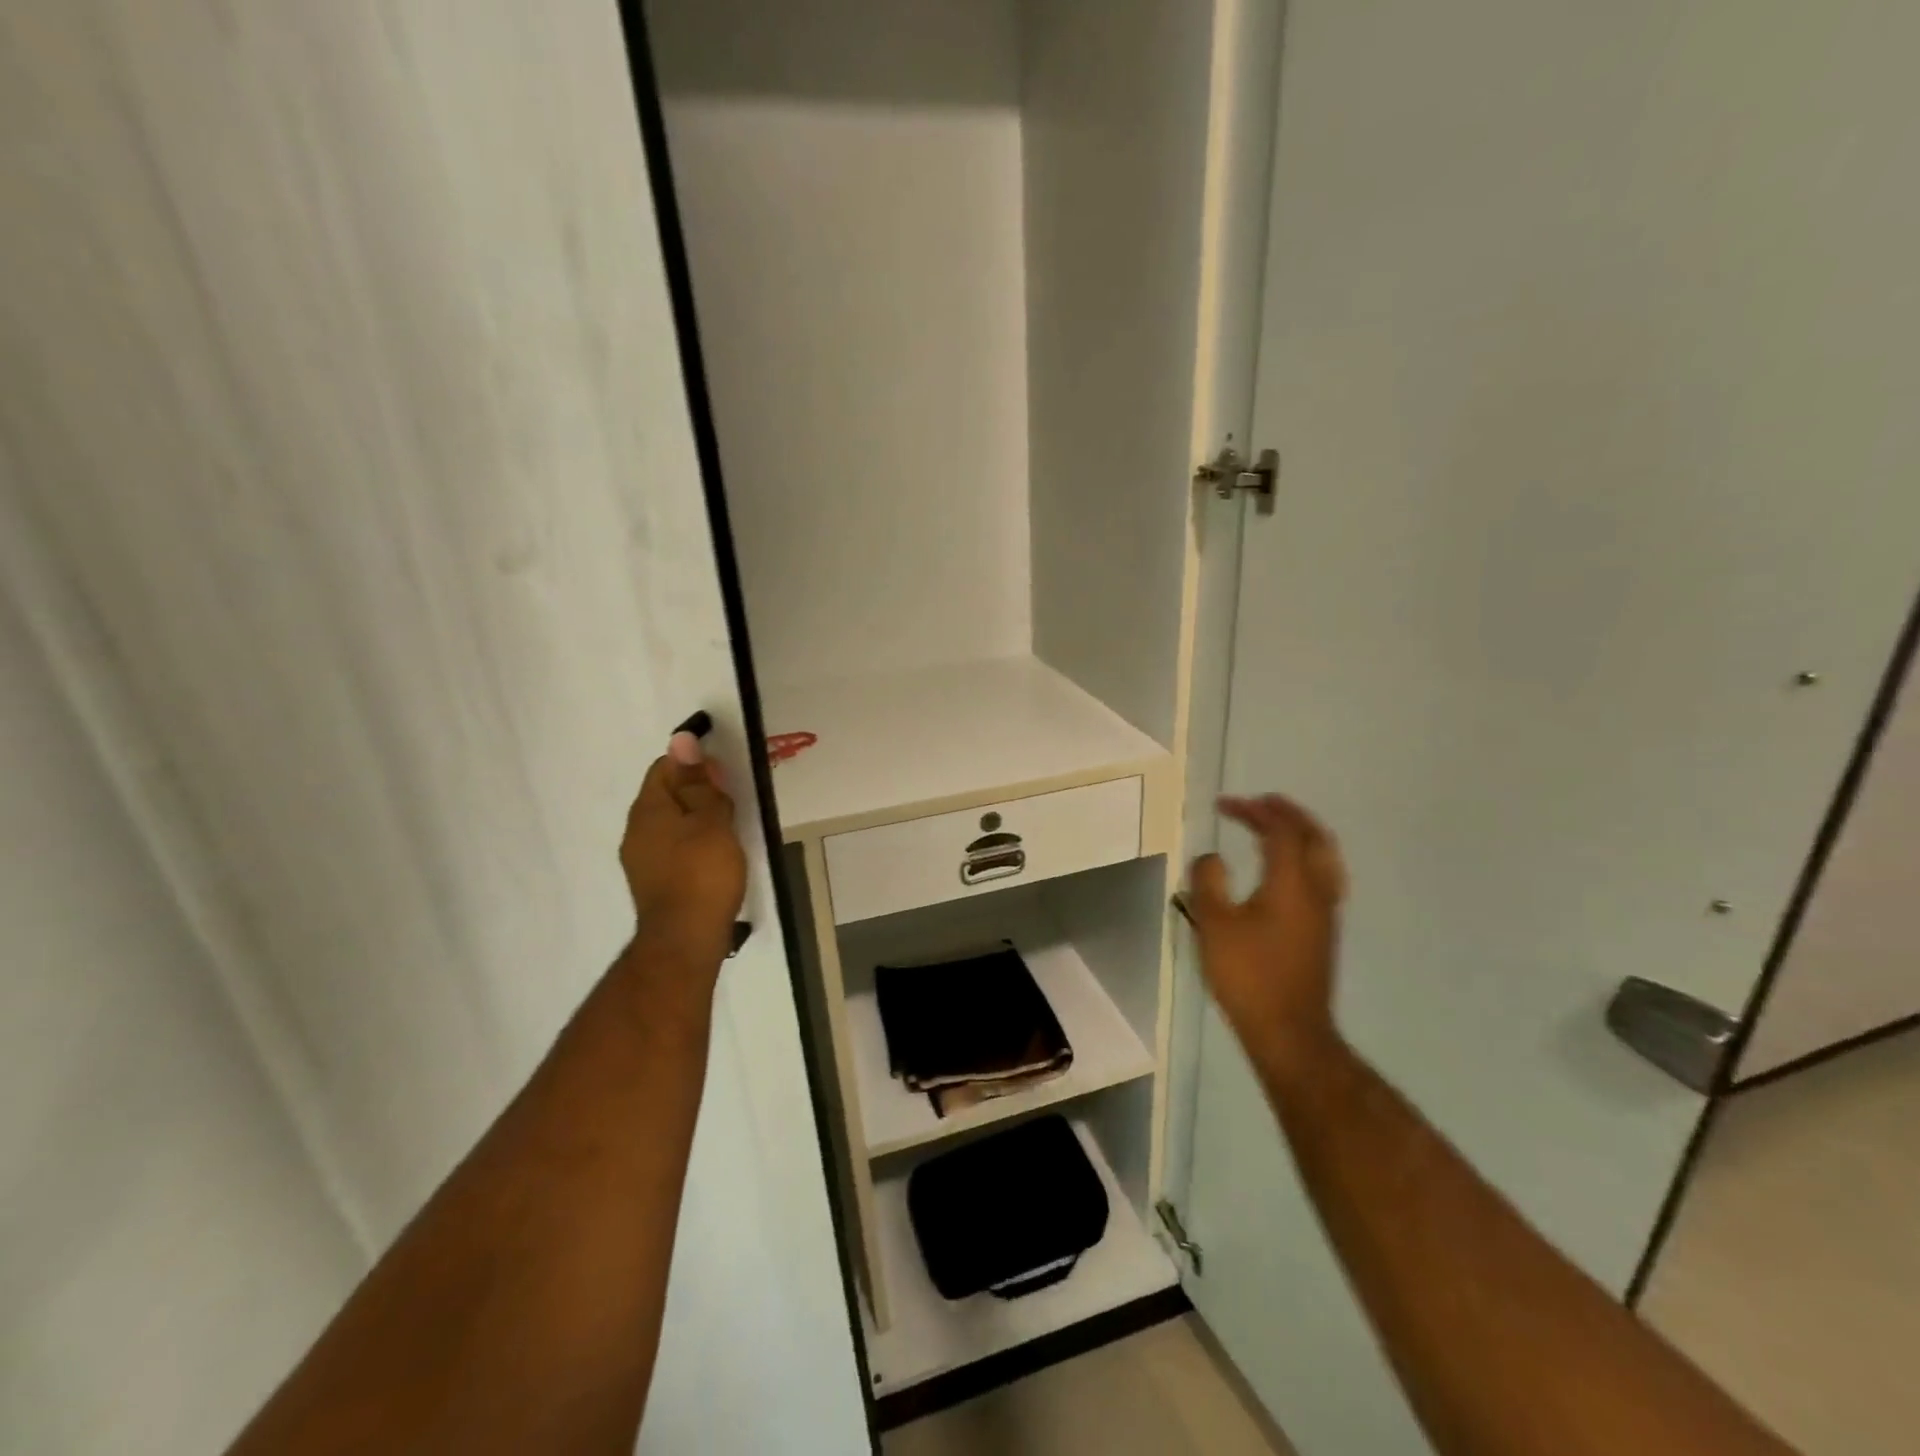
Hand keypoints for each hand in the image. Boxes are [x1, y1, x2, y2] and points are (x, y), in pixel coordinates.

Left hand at [619, 731, 746, 974]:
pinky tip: (716, 855)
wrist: (685, 940)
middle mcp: (637, 831)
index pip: (665, 768)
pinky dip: (694, 842)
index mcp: (648, 810)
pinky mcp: (655, 882)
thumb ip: (698, 782)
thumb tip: (682, 739)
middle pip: (666, 795)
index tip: (723, 773)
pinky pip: (674, 847)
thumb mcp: (710, 821)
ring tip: (729, 828)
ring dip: (698, 818)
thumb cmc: (702, 873)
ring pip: (671, 823)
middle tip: (731, 801)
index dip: (694, 763)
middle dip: (698, 791)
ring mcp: (642, 860)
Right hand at [1187, 794, 1348, 1073]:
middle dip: (1288, 814)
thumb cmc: (1248, 975)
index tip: (1224, 805)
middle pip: (1313, 836)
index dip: (1254, 811)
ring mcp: (1325, 912)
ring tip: (1276, 828)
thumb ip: (1208, 882)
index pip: (1280, 830)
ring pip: (1324, 857)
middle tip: (1262, 803)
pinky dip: (1304, 857)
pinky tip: (1284, 870)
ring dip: (1300, 834)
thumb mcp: (1213, 924)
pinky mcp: (1323, 932)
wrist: (1289, 1030)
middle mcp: (1316, 890)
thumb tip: (1211, 858)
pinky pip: (1322, 876)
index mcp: (1291, 882)